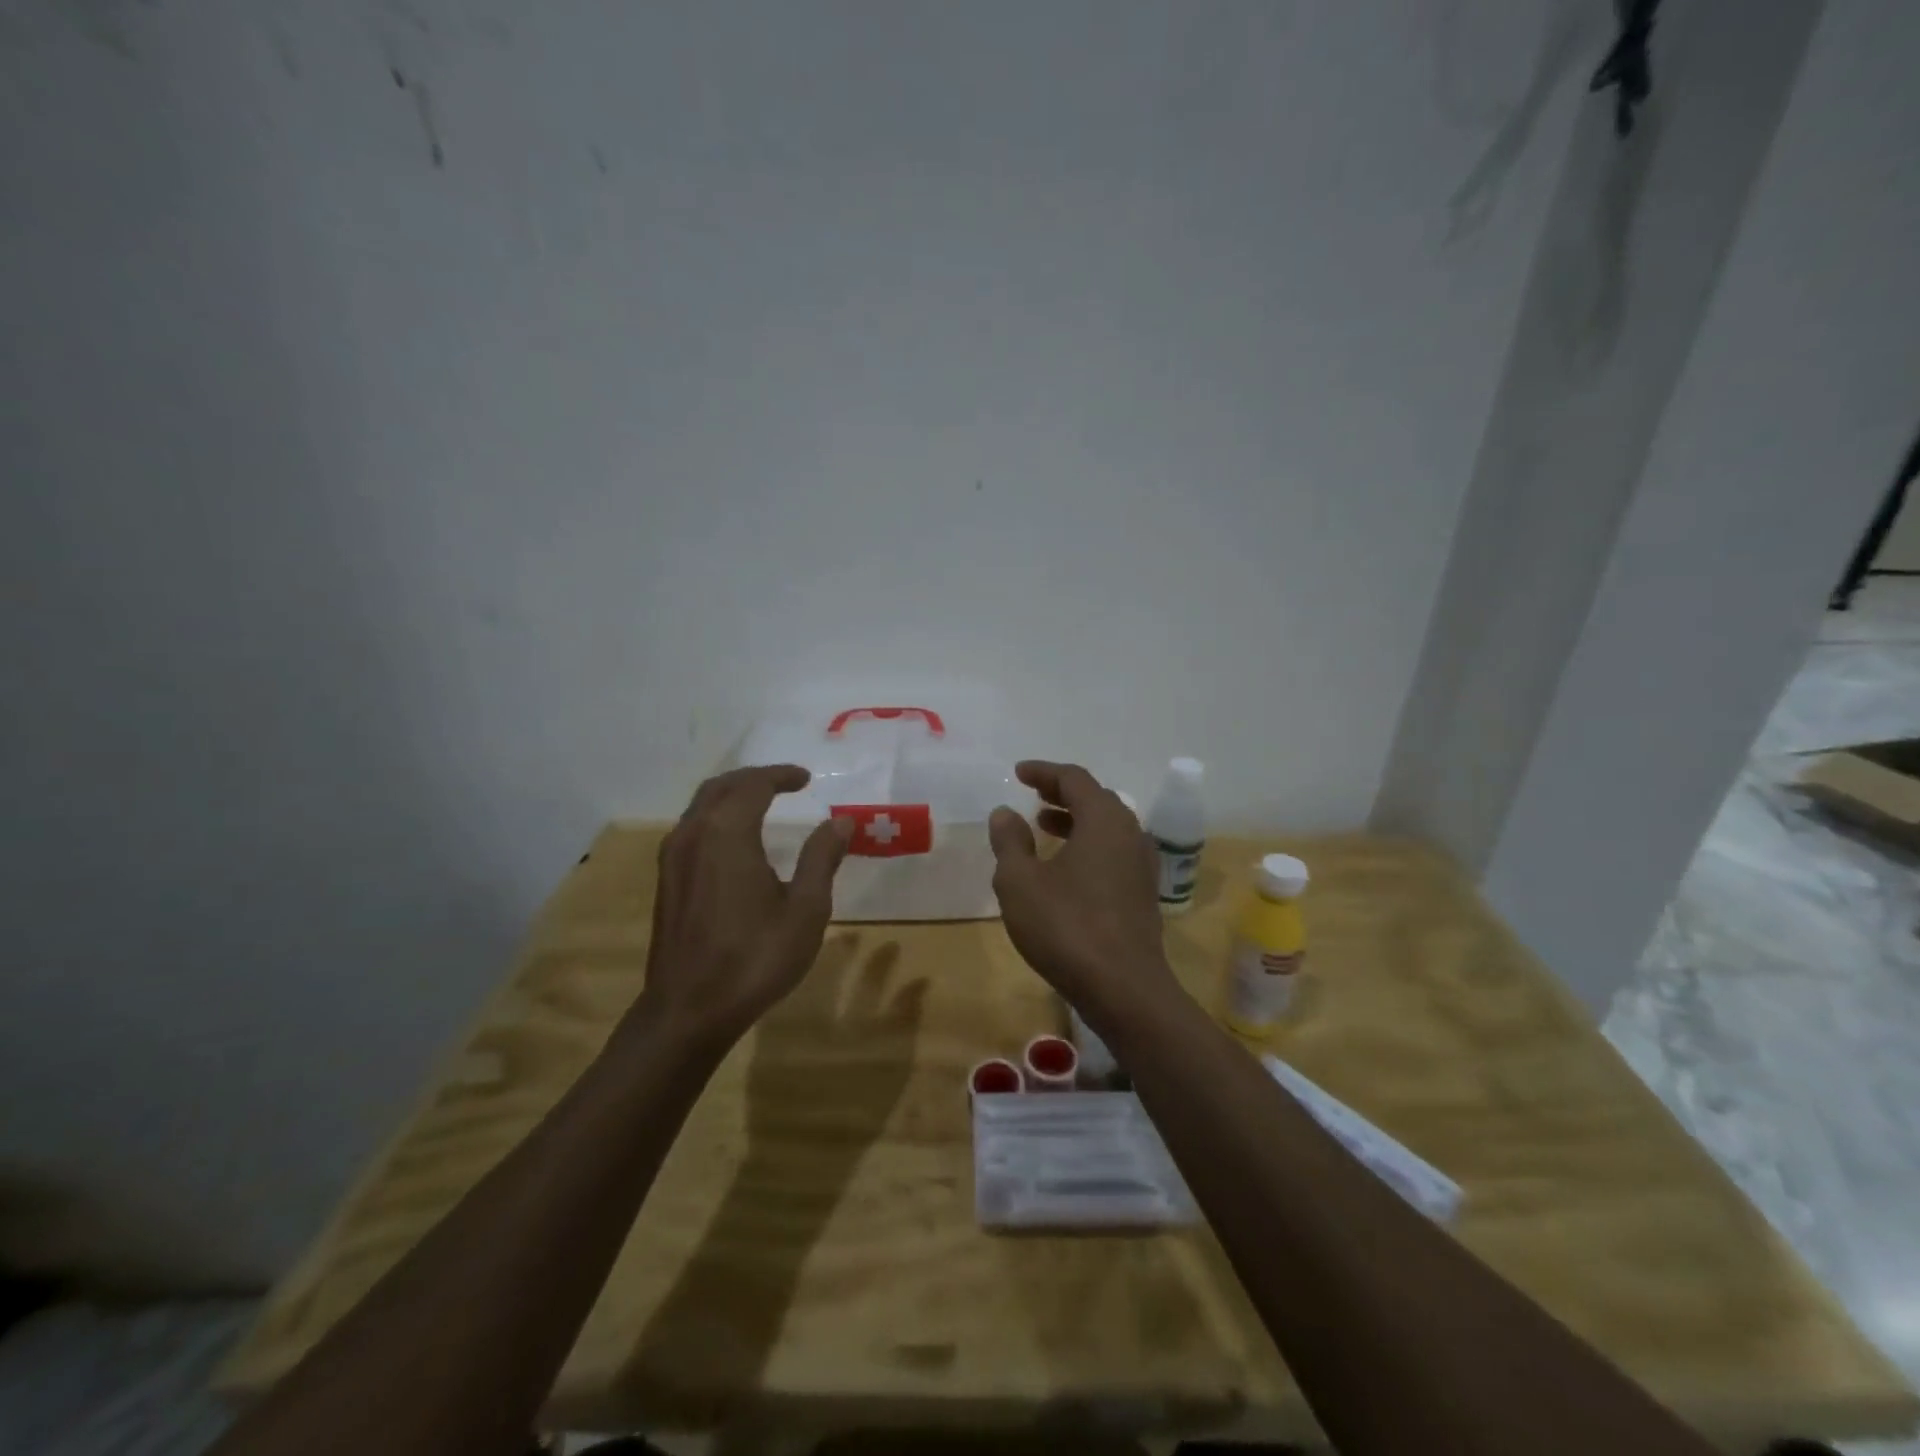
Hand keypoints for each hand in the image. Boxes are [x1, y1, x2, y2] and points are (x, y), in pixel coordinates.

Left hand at [632, 765, 851, 1050]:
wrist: (689, 1010)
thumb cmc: (754, 958)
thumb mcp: (805, 909)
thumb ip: (822, 858)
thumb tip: (840, 822)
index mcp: (728, 833)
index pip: (754, 785)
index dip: (781, 775)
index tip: (806, 778)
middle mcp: (694, 834)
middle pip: (722, 787)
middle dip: (754, 778)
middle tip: (785, 782)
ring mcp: (674, 857)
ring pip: (701, 806)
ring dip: (733, 795)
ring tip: (763, 803)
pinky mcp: (667, 880)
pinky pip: (692, 828)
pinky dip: (717, 817)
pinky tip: (736, 839)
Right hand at [987, 760, 1178, 1019]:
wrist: (1123, 988)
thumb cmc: (1066, 927)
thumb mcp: (1020, 882)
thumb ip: (1010, 841)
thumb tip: (1005, 812)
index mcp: (1104, 820)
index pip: (1074, 779)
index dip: (1044, 772)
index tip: (1019, 772)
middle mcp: (1130, 833)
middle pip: (1096, 798)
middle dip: (1061, 793)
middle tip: (1032, 795)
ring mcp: (1141, 865)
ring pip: (1107, 827)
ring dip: (1075, 820)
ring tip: (1043, 826)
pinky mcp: (1143, 893)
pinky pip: (1113, 851)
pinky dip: (1088, 845)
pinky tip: (1066, 867)